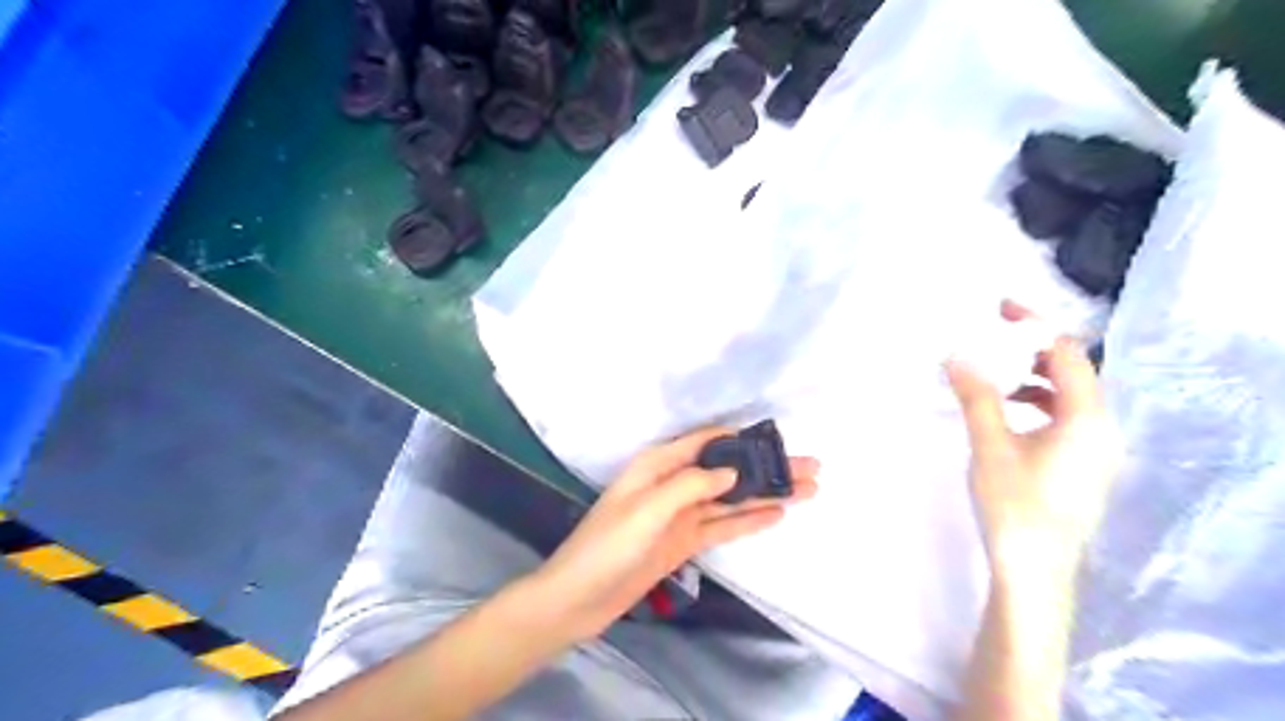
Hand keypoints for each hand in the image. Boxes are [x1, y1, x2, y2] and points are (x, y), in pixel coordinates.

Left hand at [529, 425, 812, 638]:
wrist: (579, 598)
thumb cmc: (608, 545)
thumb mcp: (649, 508)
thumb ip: (691, 485)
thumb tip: (732, 471)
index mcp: (659, 464)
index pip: (709, 442)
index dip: (744, 440)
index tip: (780, 442)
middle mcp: (674, 483)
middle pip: (728, 471)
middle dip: (766, 469)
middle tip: (811, 468)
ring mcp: (681, 515)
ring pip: (731, 499)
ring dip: (766, 494)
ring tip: (807, 490)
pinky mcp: (684, 542)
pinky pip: (723, 526)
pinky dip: (749, 520)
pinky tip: (776, 514)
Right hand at [947, 300, 1121, 583]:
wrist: (1034, 570)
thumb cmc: (1014, 504)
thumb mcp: (990, 444)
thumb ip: (977, 395)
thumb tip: (956, 354)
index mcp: (1087, 416)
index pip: (1067, 352)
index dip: (1034, 325)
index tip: (998, 309)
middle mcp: (1101, 427)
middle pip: (1071, 370)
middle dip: (1030, 348)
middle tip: (989, 338)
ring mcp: (1094, 448)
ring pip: (1066, 395)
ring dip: (1030, 377)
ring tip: (990, 374)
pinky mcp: (1080, 463)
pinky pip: (1063, 417)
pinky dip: (1034, 402)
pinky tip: (1004, 411)